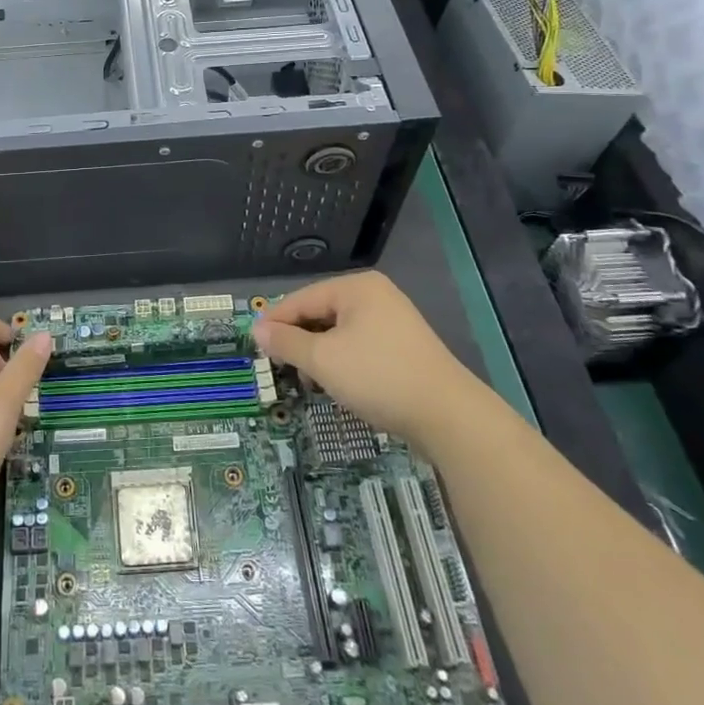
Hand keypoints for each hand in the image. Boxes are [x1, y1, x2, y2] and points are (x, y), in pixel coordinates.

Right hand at [250, 272, 462, 437]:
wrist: (449, 417)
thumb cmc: (378, 377)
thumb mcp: (322, 360)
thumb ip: (286, 343)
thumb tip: (256, 329)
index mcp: (355, 287)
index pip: (301, 299)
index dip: (275, 322)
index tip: (253, 345)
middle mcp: (375, 296)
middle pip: (320, 313)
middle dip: (298, 341)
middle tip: (279, 368)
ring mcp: (393, 321)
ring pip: (339, 332)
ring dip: (319, 355)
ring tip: (308, 381)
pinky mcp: (403, 347)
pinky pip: (359, 346)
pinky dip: (342, 362)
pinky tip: (337, 385)